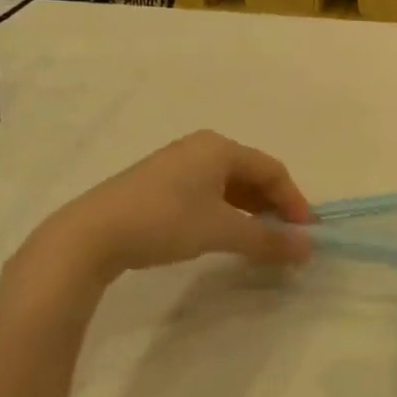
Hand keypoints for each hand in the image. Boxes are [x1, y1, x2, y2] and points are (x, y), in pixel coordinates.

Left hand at [30, 130, 313, 286]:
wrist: (87, 237)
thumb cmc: (165, 222)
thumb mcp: (222, 231)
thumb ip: (268, 239)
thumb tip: (308, 249)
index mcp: (220, 147)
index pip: (273, 171)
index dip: (294, 202)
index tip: (305, 234)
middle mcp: (201, 148)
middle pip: (252, 175)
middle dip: (273, 207)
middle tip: (285, 238)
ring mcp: (176, 165)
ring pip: (228, 186)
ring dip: (249, 212)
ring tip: (258, 241)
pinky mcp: (156, 185)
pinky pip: (206, 193)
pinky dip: (224, 213)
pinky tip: (222, 235)